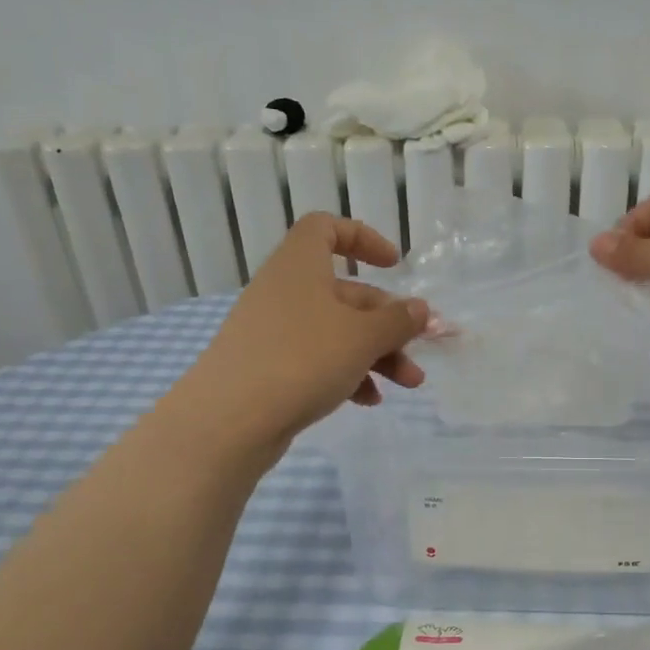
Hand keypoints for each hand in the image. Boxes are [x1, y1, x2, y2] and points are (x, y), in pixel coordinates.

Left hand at [188, 214, 429, 452]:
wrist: (230, 421)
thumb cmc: (302, 359)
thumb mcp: (362, 337)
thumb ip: (397, 321)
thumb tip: (420, 309)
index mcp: (301, 266)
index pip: (326, 229)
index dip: (363, 239)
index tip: (395, 266)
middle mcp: (285, 292)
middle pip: (346, 293)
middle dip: (388, 323)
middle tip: (419, 352)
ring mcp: (274, 332)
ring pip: (337, 331)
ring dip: (377, 354)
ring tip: (408, 385)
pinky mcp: (269, 368)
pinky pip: (318, 360)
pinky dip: (348, 374)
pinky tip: (368, 401)